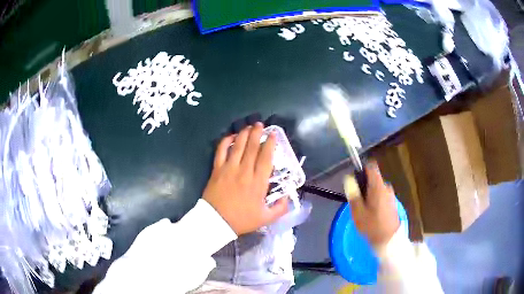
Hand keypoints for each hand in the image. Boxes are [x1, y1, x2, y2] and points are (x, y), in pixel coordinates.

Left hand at [203, 123, 288, 234]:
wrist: (216, 222)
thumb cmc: (241, 220)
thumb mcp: (266, 218)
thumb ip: (280, 208)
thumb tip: (287, 198)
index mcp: (258, 182)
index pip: (266, 158)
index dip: (270, 144)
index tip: (273, 134)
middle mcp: (244, 171)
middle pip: (252, 148)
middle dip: (257, 134)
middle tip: (260, 124)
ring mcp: (229, 169)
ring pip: (238, 146)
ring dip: (244, 134)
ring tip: (249, 126)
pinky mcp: (217, 169)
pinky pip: (221, 151)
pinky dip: (226, 141)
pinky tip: (231, 136)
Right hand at [345, 161, 399, 246]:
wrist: (389, 240)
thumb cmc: (372, 226)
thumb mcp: (358, 212)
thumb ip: (353, 193)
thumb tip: (348, 178)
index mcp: (378, 187)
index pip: (371, 167)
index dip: (361, 169)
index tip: (354, 180)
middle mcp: (386, 187)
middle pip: (373, 179)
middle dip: (364, 186)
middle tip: (356, 201)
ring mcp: (391, 195)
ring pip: (377, 188)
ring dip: (369, 195)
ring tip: (363, 210)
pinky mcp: (392, 203)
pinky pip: (381, 195)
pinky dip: (375, 200)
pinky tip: (372, 214)